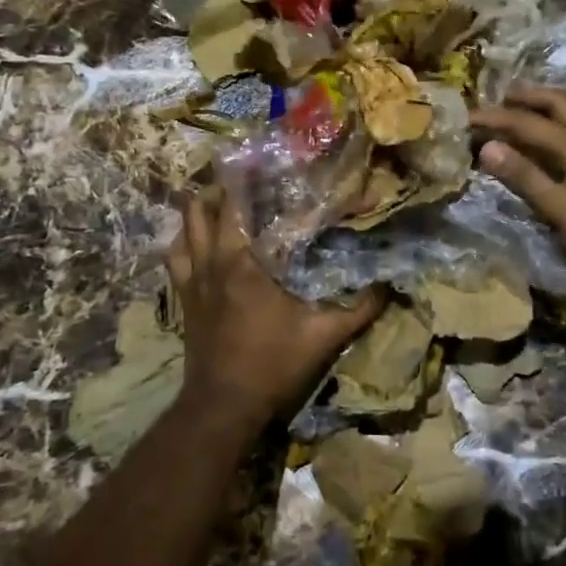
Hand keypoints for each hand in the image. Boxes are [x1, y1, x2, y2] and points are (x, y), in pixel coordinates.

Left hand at [167, 188, 385, 432]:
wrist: (223, 406)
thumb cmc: (272, 365)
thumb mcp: (324, 336)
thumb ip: (360, 309)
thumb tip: (391, 285)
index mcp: (244, 262)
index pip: (240, 206)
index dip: (250, 178)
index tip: (265, 160)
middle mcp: (213, 261)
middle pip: (204, 206)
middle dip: (223, 185)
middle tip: (248, 175)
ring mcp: (192, 279)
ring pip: (184, 227)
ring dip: (199, 207)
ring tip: (220, 195)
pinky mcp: (183, 297)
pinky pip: (175, 256)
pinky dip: (183, 239)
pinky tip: (197, 237)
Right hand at [471, 84, 565, 300]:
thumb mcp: (557, 209)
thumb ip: (524, 175)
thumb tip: (488, 146)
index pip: (529, 123)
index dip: (498, 118)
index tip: (470, 117)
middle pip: (561, 104)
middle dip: (530, 96)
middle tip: (504, 96)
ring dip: (556, 103)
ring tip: (536, 105)